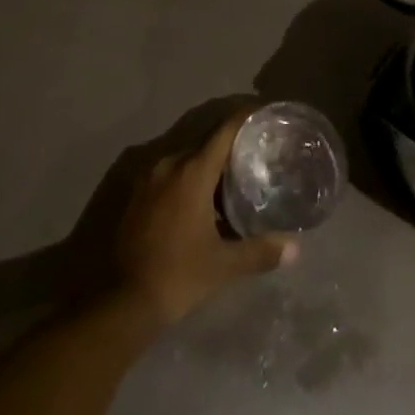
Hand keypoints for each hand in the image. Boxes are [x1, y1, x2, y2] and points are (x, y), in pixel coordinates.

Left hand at [111, 108, 296, 328]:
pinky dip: (186, 180)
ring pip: (185, 160)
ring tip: (231, 181)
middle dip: (228, 148)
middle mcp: (168, 164)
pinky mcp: (135, 194)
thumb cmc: (176, 275)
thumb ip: (259, 252)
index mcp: (191, 171)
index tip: (262, 114)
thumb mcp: (222, 266)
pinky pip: (168, 175)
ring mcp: (147, 178)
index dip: (244, 119)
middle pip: (204, 144)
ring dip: (206, 167)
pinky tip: (199, 202)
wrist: (120, 301)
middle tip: (253, 155)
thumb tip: (295, 249)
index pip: (223, 131)